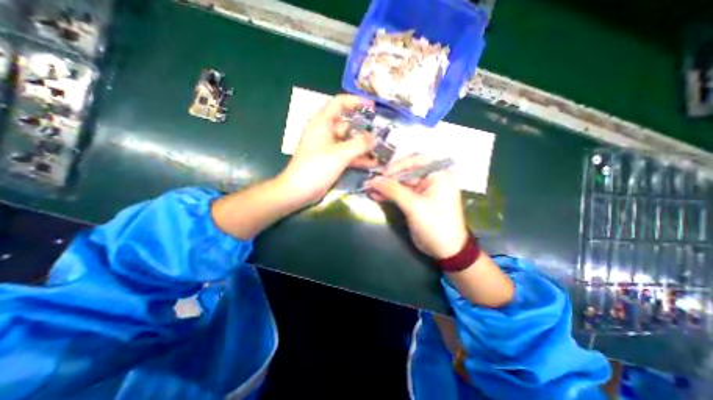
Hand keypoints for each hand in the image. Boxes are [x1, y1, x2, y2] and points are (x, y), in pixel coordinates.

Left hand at [278, 94, 378, 205]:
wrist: (298, 191)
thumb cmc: (316, 168)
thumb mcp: (340, 154)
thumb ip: (359, 144)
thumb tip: (375, 137)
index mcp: (322, 123)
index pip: (339, 103)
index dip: (356, 101)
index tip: (372, 107)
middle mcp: (326, 132)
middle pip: (348, 124)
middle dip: (364, 128)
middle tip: (383, 133)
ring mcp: (329, 147)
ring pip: (349, 142)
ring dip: (363, 146)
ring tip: (382, 149)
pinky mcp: (332, 160)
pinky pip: (348, 155)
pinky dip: (358, 158)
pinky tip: (373, 163)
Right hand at [364, 154, 472, 257]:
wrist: (446, 250)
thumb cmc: (435, 225)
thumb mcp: (414, 206)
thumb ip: (393, 190)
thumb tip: (374, 180)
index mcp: (438, 175)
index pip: (415, 161)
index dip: (396, 166)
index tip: (381, 174)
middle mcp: (432, 179)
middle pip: (406, 172)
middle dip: (388, 178)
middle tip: (370, 183)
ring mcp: (424, 190)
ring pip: (401, 183)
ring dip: (386, 187)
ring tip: (369, 189)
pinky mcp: (417, 201)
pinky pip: (401, 193)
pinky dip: (389, 195)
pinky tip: (376, 195)